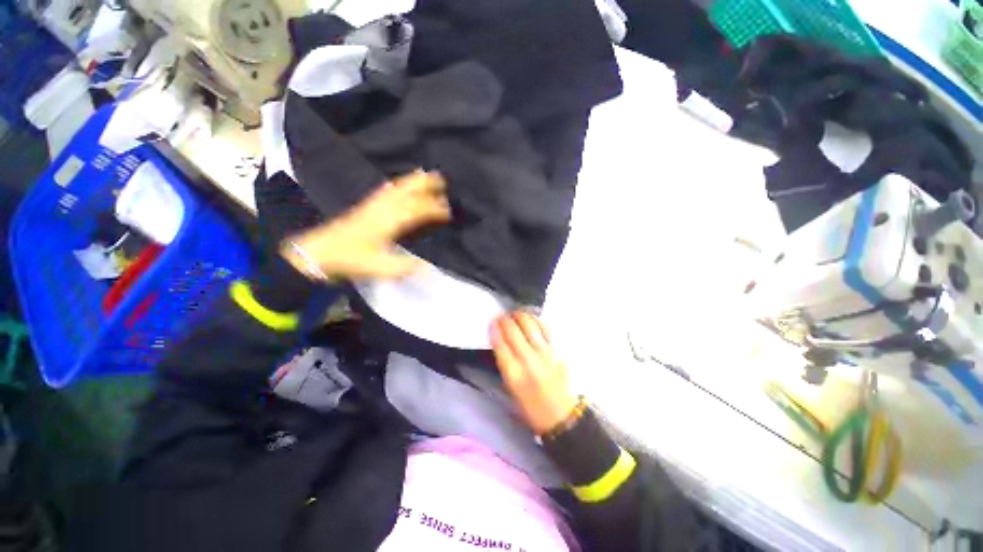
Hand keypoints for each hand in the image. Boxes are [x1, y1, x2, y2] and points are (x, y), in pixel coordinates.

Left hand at [282, 171, 450, 280]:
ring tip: (427, 174)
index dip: (434, 209)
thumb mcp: (378, 267)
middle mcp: (383, 208)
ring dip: (414, 180)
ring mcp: (374, 205)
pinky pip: (386, 190)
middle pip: (407, 190)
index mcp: (389, 221)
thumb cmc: (350, 260)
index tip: (448, 211)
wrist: (319, 252)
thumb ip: (403, 267)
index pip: (417, 209)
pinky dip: (398, 184)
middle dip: (426, 183)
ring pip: (397, 187)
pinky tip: (400, 183)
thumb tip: (428, 267)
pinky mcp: (367, 206)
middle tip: (442, 180)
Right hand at [491, 312, 578, 434]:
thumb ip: (505, 363)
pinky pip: (545, 329)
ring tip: (514, 313)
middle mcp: (529, 361)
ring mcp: (545, 354)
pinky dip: (536, 320)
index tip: (492, 322)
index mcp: (514, 374)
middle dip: (505, 320)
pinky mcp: (557, 351)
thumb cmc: (530, 405)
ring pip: (530, 326)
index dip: (494, 329)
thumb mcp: (510, 388)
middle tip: (501, 316)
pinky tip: (531, 318)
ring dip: (520, 316)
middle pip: (513, 332)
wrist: (560, 414)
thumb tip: (500, 340)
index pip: (500, 344)